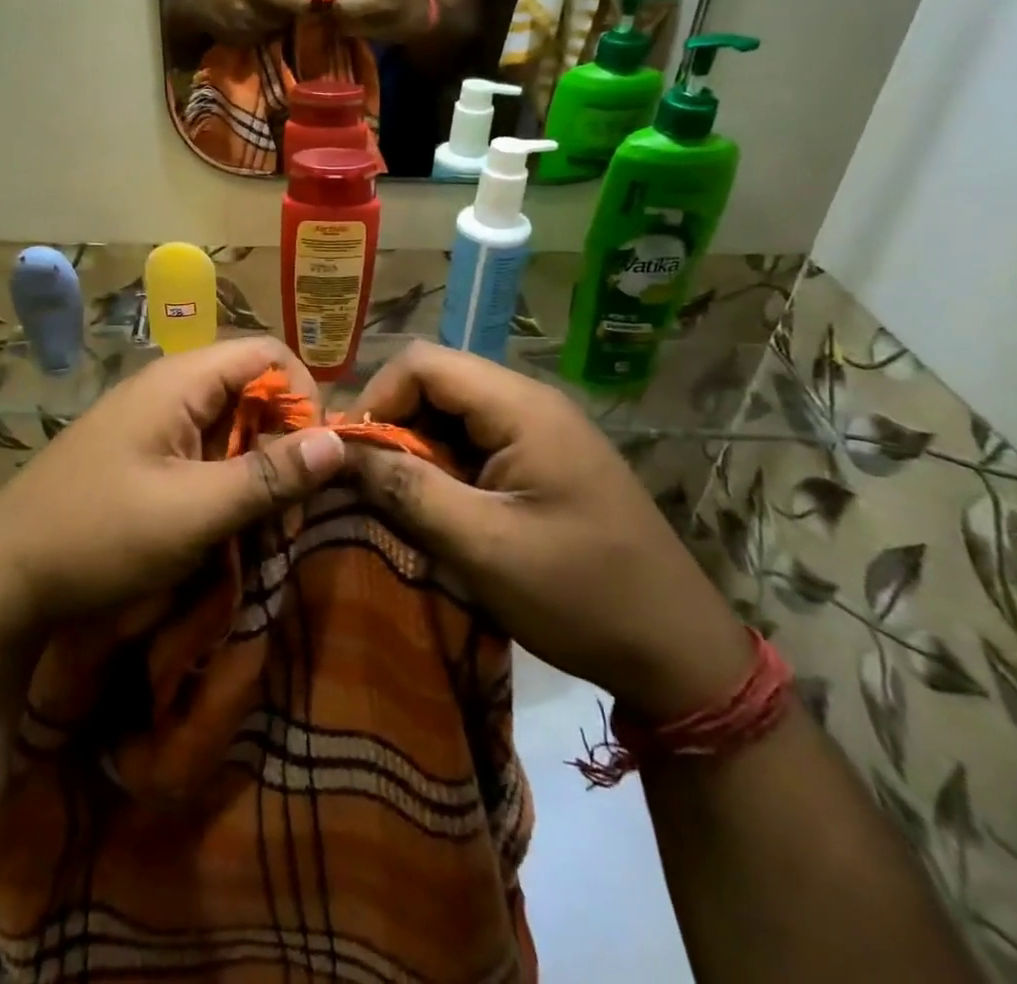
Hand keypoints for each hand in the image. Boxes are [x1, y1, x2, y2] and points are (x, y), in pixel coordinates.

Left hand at [0, 339, 347, 650]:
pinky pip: (202, 451)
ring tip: (258, 528)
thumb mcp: (195, 510)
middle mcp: (168, 388)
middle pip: (251, 390)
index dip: (302, 397)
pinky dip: (225, 482)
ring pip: (229, 426)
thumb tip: (341, 441)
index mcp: (180, 380)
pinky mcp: (141, 454)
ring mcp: (151, 421)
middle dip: (282, 443)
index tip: (311, 460)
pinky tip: (222, 527)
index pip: (267, 354)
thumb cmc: (102, 534)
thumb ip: (269, 475)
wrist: (2, 577)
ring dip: (255, 470)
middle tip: (287, 509)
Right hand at [182, 0, 308, 45]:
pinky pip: (272, 35)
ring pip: (285, 23)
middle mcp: (252, 4)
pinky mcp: (248, 42)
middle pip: (293, 7)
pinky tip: (261, 22)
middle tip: (296, 3)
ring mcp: (250, 26)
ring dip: (285, 18)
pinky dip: (272, 29)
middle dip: (299, 6)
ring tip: (273, 11)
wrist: (197, 8)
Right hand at [347, 343, 753, 719]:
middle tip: (368, 483)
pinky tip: (440, 509)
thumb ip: (406, 489)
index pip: (422, 362)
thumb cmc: (580, 594)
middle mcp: (529, 402)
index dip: (376, 397)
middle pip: (436, 382)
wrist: (678, 652)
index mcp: (521, 406)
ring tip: (400, 500)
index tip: (351, 455)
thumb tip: (338, 451)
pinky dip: (443, 466)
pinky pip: (474, 442)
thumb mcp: (482, 545)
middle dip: (392, 424)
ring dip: (416, 448)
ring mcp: (539, 430)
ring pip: (451, 413)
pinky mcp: (542, 459)